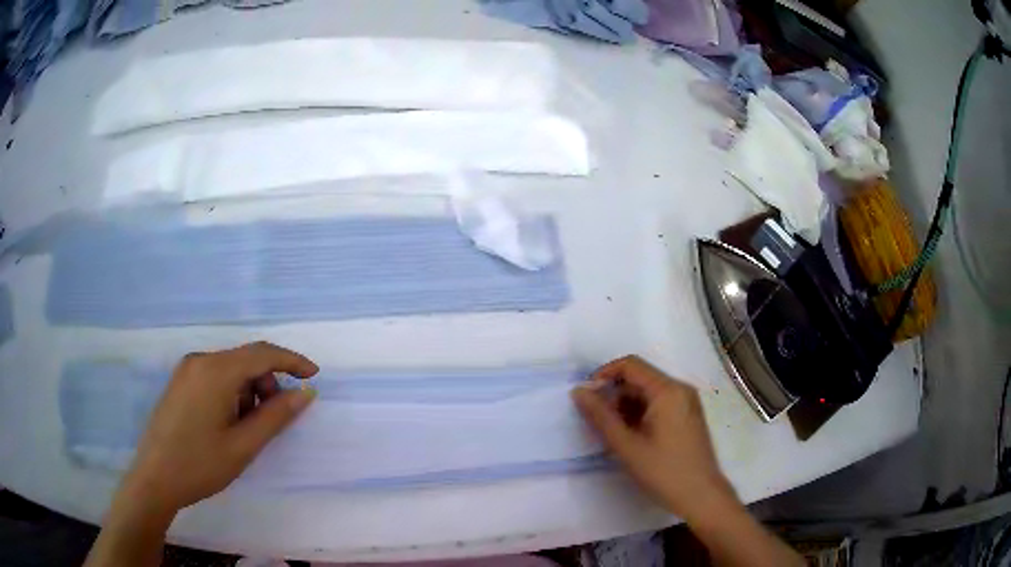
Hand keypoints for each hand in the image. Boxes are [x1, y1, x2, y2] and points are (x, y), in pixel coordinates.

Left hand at [123, 342, 318, 513]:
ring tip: (248, 428)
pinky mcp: (180, 382)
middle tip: (274, 418)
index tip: (313, 376)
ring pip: (230, 369)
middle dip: (268, 383)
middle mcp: (200, 361)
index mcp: (215, 371)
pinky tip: (228, 422)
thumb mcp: (243, 445)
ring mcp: (186, 370)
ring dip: (249, 391)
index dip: (292, 361)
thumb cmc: (200, 464)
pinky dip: (232, 393)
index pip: (262, 353)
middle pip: (245, 360)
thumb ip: (276, 416)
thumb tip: (305, 393)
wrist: (154, 478)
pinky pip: (214, 377)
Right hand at [571, 356, 735, 521]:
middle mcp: (680, 389)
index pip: (630, 365)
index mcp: (667, 390)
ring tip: (614, 433)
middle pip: (640, 378)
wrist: (700, 495)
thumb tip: (578, 391)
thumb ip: (600, 416)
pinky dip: (641, 414)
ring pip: (648, 392)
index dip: (604, 375)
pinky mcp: (688, 416)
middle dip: (614, 394)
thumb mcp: (626, 445)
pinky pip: (660, 403)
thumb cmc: (663, 471)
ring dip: (626, 406)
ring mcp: (687, 402)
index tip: (587, 398)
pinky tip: (632, 437)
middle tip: (598, 422)